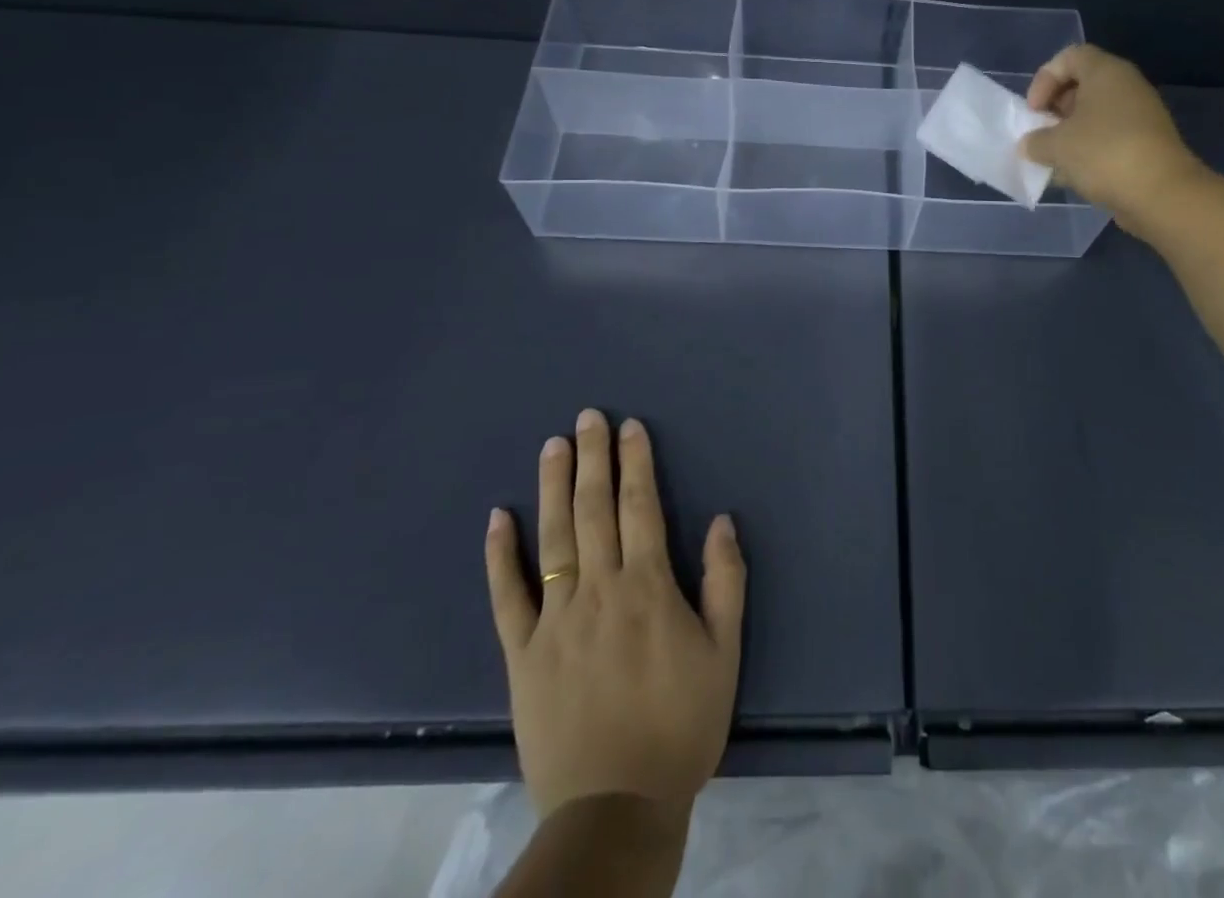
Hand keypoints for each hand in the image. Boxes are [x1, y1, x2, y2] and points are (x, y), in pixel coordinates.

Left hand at [484, 409, 745, 819]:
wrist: (616, 807)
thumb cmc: (681, 724)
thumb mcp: (725, 652)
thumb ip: (726, 581)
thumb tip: (721, 519)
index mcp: (648, 587)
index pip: (640, 507)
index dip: (636, 462)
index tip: (630, 426)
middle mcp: (599, 590)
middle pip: (594, 510)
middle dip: (593, 458)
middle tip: (587, 417)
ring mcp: (554, 621)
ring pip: (553, 539)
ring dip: (553, 488)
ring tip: (552, 446)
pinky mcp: (522, 654)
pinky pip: (506, 597)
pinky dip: (499, 556)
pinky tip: (498, 518)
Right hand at [1019, 44, 1206, 236]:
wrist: (1161, 193)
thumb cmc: (1103, 154)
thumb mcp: (1056, 146)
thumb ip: (1035, 141)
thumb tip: (1030, 145)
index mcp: (1106, 72)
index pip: (1069, 57)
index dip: (1044, 79)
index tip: (1034, 110)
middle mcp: (1126, 86)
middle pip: (1082, 84)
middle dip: (1055, 108)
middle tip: (1041, 132)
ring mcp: (1140, 114)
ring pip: (1095, 114)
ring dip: (1070, 132)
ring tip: (1053, 157)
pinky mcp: (1146, 142)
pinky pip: (1109, 136)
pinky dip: (1089, 149)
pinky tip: (1074, 174)